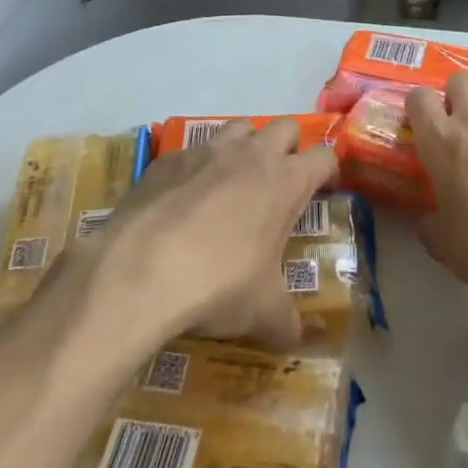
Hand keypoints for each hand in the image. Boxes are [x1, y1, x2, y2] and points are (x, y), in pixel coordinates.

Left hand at [44, 120, 333, 354]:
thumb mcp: (261, 312)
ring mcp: (207, 151)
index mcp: (286, 181)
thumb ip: (285, 322)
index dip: (328, 171)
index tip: (324, 191)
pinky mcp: (167, 160)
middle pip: (285, 127)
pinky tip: (183, 200)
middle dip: (289, 148)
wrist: (139, 271)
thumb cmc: (218, 284)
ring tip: (234, 183)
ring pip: (239, 127)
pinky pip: (190, 151)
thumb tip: (296, 340)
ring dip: (244, 147)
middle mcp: (252, 155)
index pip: (325, 156)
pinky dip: (195, 168)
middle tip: (279, 184)